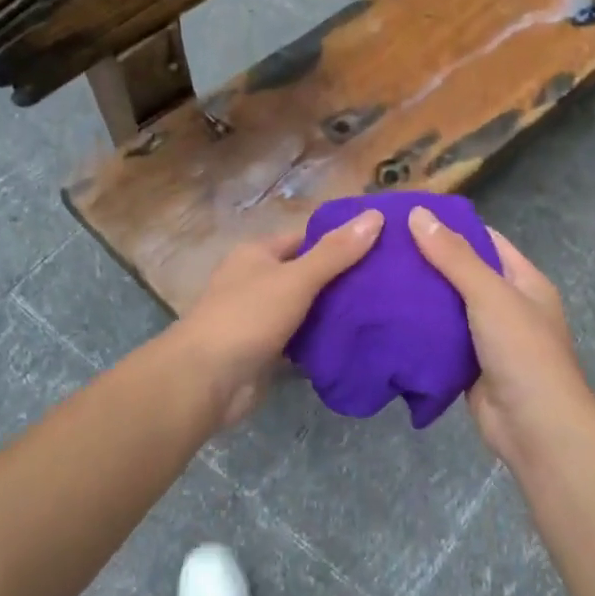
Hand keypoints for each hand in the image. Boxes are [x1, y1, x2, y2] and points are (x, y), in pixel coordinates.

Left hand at [176, 212, 382, 426]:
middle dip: (342, 278)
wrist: (205, 380)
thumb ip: (336, 252)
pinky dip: (322, 340)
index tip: (381, 245)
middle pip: (307, 273)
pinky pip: (300, 339)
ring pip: (305, 308)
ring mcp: (259, 317)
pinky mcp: (265, 350)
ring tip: (382, 310)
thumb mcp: (296, 278)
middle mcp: (256, 281)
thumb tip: (376, 215)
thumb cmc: (248, 316)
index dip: (340, 239)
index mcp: (257, 254)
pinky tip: (356, 341)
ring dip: (334, 312)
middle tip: (389, 282)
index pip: (306, 237)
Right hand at [407, 207, 594, 467]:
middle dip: (427, 263)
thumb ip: (454, 256)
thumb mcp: (489, 294)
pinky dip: (418, 332)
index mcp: (524, 281)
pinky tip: (386, 319)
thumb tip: (418, 213)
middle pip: (463, 274)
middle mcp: (508, 306)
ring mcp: (489, 339)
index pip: (485, 241)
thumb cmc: (522, 352)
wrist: (535, 429)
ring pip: (448, 309)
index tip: (408, 218)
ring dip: (419, 298)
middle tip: (381, 249)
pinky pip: (440, 341)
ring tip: (375, 278)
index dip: (451, 227)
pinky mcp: (469, 367)